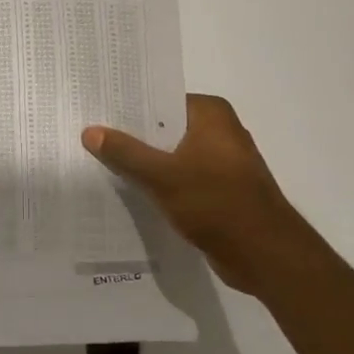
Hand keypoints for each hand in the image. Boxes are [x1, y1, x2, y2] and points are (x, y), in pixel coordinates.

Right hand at [82, 93, 318, 293]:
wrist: (264, 254)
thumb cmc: (216, 203)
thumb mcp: (162, 175)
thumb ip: (125, 152)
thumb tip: (90, 131)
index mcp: (211, 114)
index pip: (160, 99)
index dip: (127, 106)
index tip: (95, 111)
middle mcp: (219, 130)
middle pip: (164, 127)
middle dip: (131, 135)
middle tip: (90, 136)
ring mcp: (221, 161)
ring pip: (171, 154)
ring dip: (144, 161)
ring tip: (102, 161)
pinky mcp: (220, 189)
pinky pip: (180, 177)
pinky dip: (160, 182)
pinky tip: (131, 189)